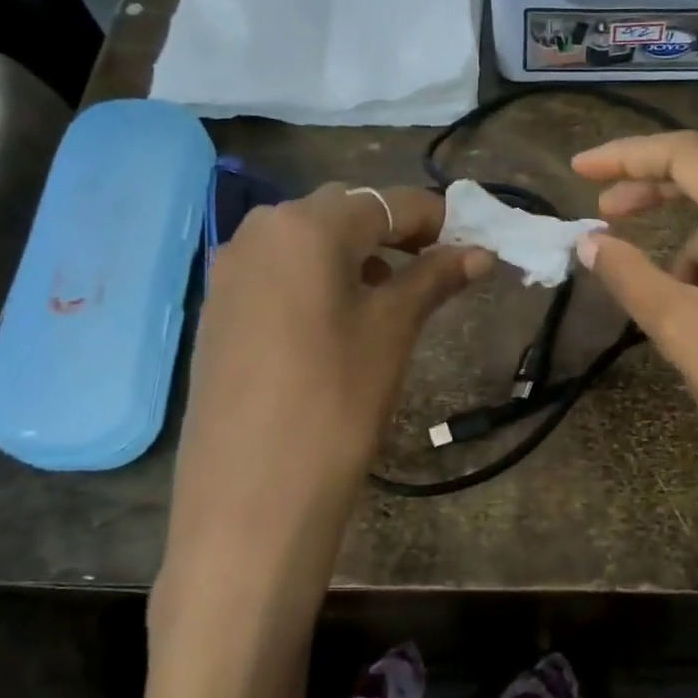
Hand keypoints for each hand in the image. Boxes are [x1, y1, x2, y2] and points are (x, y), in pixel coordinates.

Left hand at [158, 184, 490, 615]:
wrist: (252, 495)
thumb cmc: (337, 400)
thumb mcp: (393, 330)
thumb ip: (435, 278)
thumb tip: (480, 253)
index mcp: (306, 225)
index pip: (386, 203)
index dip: (435, 218)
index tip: (470, 241)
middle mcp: (259, 231)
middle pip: (342, 213)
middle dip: (392, 231)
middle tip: (433, 267)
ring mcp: (230, 270)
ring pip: (306, 241)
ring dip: (353, 254)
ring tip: (388, 294)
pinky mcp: (217, 308)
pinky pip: (277, 272)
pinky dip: (316, 278)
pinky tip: (336, 318)